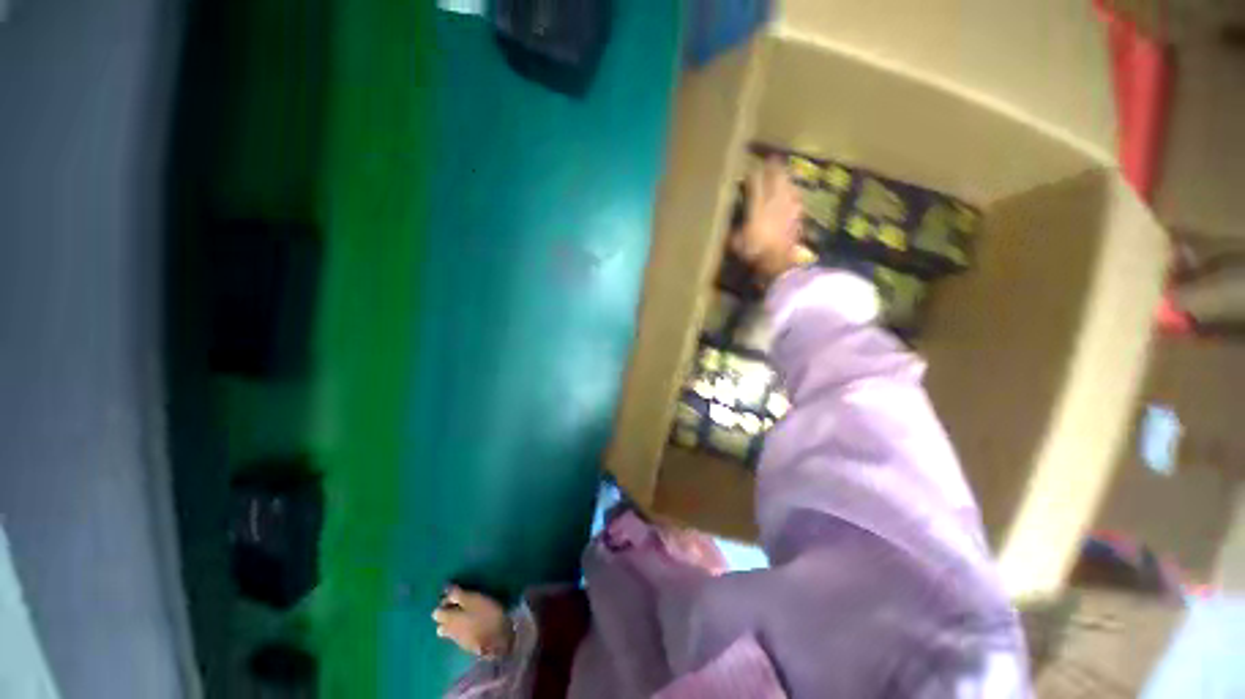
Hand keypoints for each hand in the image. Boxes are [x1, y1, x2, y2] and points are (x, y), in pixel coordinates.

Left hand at [432, 586, 514, 657]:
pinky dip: (463, 629)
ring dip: (455, 622)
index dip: (445, 602)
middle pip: (440, 623)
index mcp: (449, 619)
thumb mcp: (473, 600)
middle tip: (461, 605)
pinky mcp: (467, 645)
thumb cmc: (486, 615)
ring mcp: (458, 640)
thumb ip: (458, 595)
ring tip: (468, 614)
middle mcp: (449, 631)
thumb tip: (446, 589)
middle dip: (447, 614)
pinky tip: (474, 624)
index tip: (456, 595)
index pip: (437, 611)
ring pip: (449, 630)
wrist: (497, 641)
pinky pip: (459, 635)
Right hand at [733, 159, 805, 283]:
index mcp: (758, 208)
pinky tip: (794, 191)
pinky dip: (794, 191)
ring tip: (784, 171)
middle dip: (774, 168)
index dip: (753, 176)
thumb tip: (731, 231)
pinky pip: (796, 197)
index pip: (755, 186)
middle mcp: (774, 202)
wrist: (781, 261)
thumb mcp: (738, 245)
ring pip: (788, 185)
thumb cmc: (757, 252)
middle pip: (776, 179)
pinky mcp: (798, 215)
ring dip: (786, 177)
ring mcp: (789, 207)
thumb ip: (735, 234)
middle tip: (773, 159)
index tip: (751, 170)